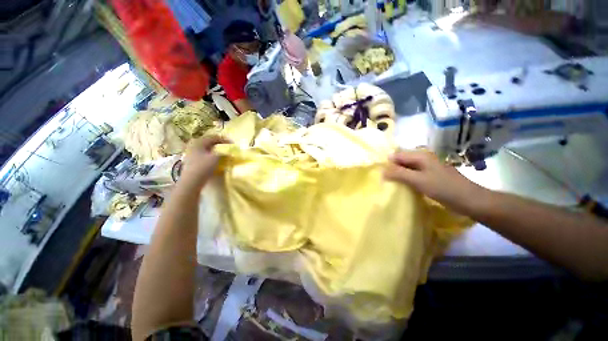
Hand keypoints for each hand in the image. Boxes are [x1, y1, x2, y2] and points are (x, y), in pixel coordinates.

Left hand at [180, 136, 229, 186]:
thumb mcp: (216, 158)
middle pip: (208, 142)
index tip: (232, 143)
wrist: (191, 181)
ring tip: (221, 153)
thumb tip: (228, 152)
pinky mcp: (191, 161)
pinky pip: (202, 154)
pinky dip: (210, 155)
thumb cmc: (204, 167)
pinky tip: (214, 159)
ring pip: (205, 148)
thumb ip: (223, 153)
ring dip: (214, 149)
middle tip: (226, 146)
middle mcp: (193, 146)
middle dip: (218, 143)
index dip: (224, 139)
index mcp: (199, 142)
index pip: (213, 137)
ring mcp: (191, 154)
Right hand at [384, 150, 481, 209]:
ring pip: (407, 168)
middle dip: (392, 169)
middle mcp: (423, 158)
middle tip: (385, 181)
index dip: (388, 164)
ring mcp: (427, 167)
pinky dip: (407, 180)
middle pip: (401, 161)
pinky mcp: (430, 176)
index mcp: (420, 156)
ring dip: (399, 175)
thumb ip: (399, 174)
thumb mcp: (418, 180)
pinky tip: (404, 187)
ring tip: (391, 185)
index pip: (396, 156)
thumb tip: (381, 171)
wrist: (470, 200)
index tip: (381, 176)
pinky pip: (413, 175)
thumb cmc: (443, 188)